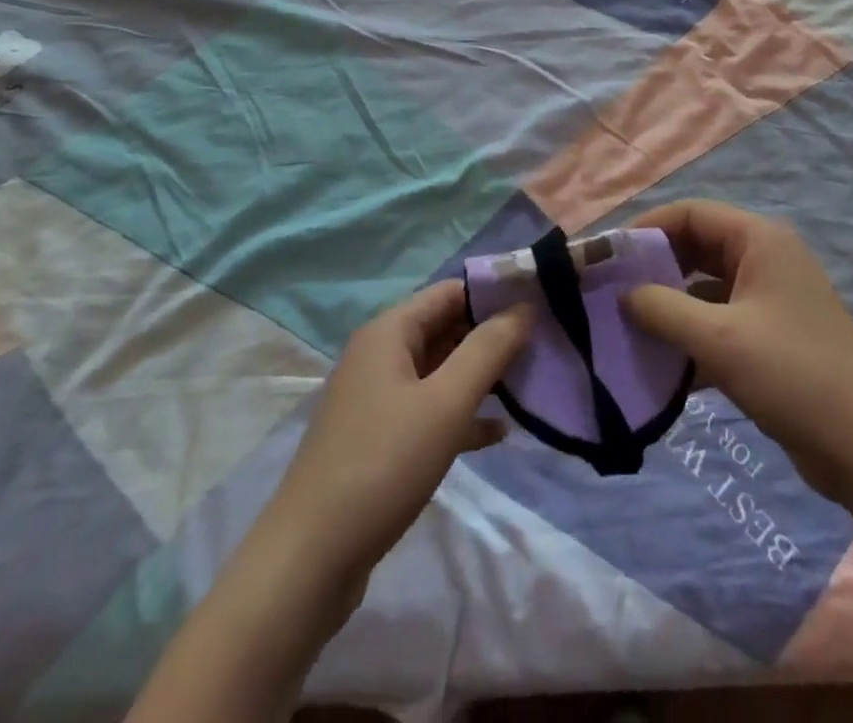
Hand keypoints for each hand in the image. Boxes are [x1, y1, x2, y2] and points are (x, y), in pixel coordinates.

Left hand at [265, 281, 532, 603]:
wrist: (309, 561)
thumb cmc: (383, 465)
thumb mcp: (446, 402)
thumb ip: (488, 349)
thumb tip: (524, 306)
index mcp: (390, 331)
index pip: (452, 291)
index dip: (495, 293)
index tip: (541, 304)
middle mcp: (380, 354)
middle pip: (446, 327)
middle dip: (492, 335)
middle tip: (543, 346)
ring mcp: (377, 397)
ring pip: (440, 369)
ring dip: (481, 374)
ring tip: (529, 383)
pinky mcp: (379, 437)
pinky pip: (429, 409)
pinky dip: (461, 413)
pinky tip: (497, 433)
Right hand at [622, 199, 852, 506]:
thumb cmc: (793, 376)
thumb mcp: (719, 339)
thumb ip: (662, 309)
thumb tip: (623, 294)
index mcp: (759, 240)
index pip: (691, 213)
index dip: (647, 228)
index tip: (609, 256)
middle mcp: (765, 258)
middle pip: (696, 247)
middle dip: (655, 268)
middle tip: (612, 293)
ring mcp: (771, 299)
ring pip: (705, 287)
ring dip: (670, 304)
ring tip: (628, 328)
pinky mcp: (772, 336)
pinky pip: (719, 320)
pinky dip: (691, 334)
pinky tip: (662, 364)